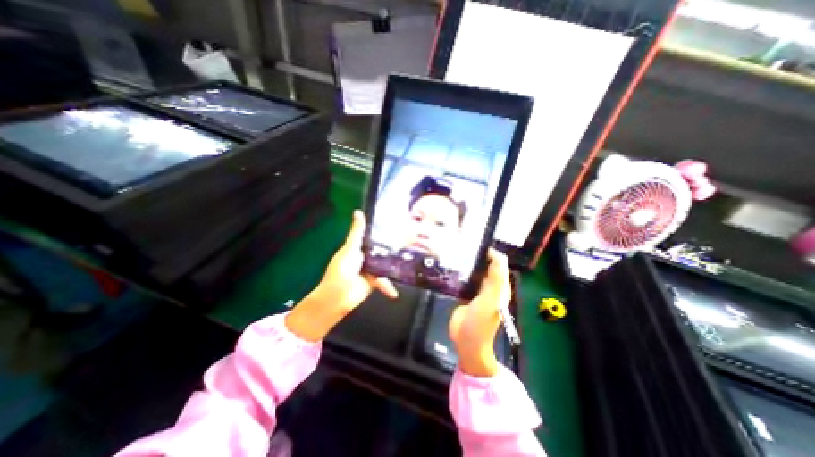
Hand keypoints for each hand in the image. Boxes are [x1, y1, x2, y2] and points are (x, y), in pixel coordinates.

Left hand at [286, 210, 399, 340]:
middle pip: (381, 249)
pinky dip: (388, 286)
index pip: (373, 236)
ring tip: (410, 259)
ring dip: (394, 265)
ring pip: (385, 264)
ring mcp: (370, 270)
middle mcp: (365, 257)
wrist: (339, 296)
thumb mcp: (351, 248)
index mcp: (358, 247)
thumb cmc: (342, 269)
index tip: (398, 224)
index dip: (383, 231)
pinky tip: (394, 292)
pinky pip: (384, 280)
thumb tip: (358, 211)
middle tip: (411, 241)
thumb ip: (357, 232)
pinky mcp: (374, 282)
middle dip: (393, 247)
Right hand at [448, 248, 510, 376]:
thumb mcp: (491, 300)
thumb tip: (497, 255)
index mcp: (500, 287)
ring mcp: (478, 291)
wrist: (466, 341)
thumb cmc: (480, 322)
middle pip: (487, 266)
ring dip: (470, 263)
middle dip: (479, 256)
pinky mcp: (466, 295)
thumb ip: (496, 279)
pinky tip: (452, 266)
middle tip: (464, 245)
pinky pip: (466, 280)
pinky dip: (462, 272)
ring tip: (457, 252)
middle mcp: (490, 287)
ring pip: (476, 272)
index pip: (499, 264)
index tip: (477, 244)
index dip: (492, 253)